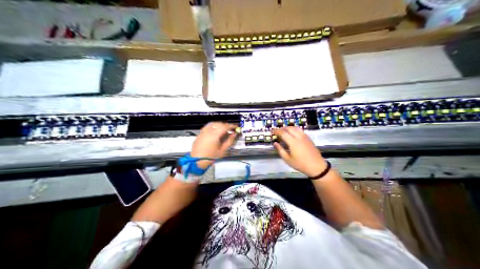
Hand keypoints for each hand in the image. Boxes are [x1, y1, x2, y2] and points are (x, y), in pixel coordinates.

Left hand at [191, 121, 236, 167]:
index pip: (225, 127)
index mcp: (214, 135)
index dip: (232, 126)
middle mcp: (208, 131)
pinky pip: (207, 127)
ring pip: (212, 124)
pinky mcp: (199, 134)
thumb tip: (234, 134)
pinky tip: (215, 131)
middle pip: (219, 124)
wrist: (197, 161)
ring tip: (224, 129)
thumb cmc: (211, 157)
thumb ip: (229, 141)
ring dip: (219, 124)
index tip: (236, 127)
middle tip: (231, 129)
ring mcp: (203, 132)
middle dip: (226, 125)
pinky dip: (213, 126)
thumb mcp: (222, 150)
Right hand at [272, 127, 327, 177]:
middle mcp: (299, 137)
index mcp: (293, 142)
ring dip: (289, 128)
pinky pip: (300, 130)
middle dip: (282, 128)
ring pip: (296, 128)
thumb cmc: (300, 164)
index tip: (272, 131)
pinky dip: (295, 129)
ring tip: (284, 131)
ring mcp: (305, 137)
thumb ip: (280, 150)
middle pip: (289, 129)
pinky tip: (293, 133)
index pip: (283, 133)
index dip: (276, 131)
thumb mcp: (288, 160)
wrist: (316, 166)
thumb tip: (275, 143)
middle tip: (277, 131)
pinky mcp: (308, 138)